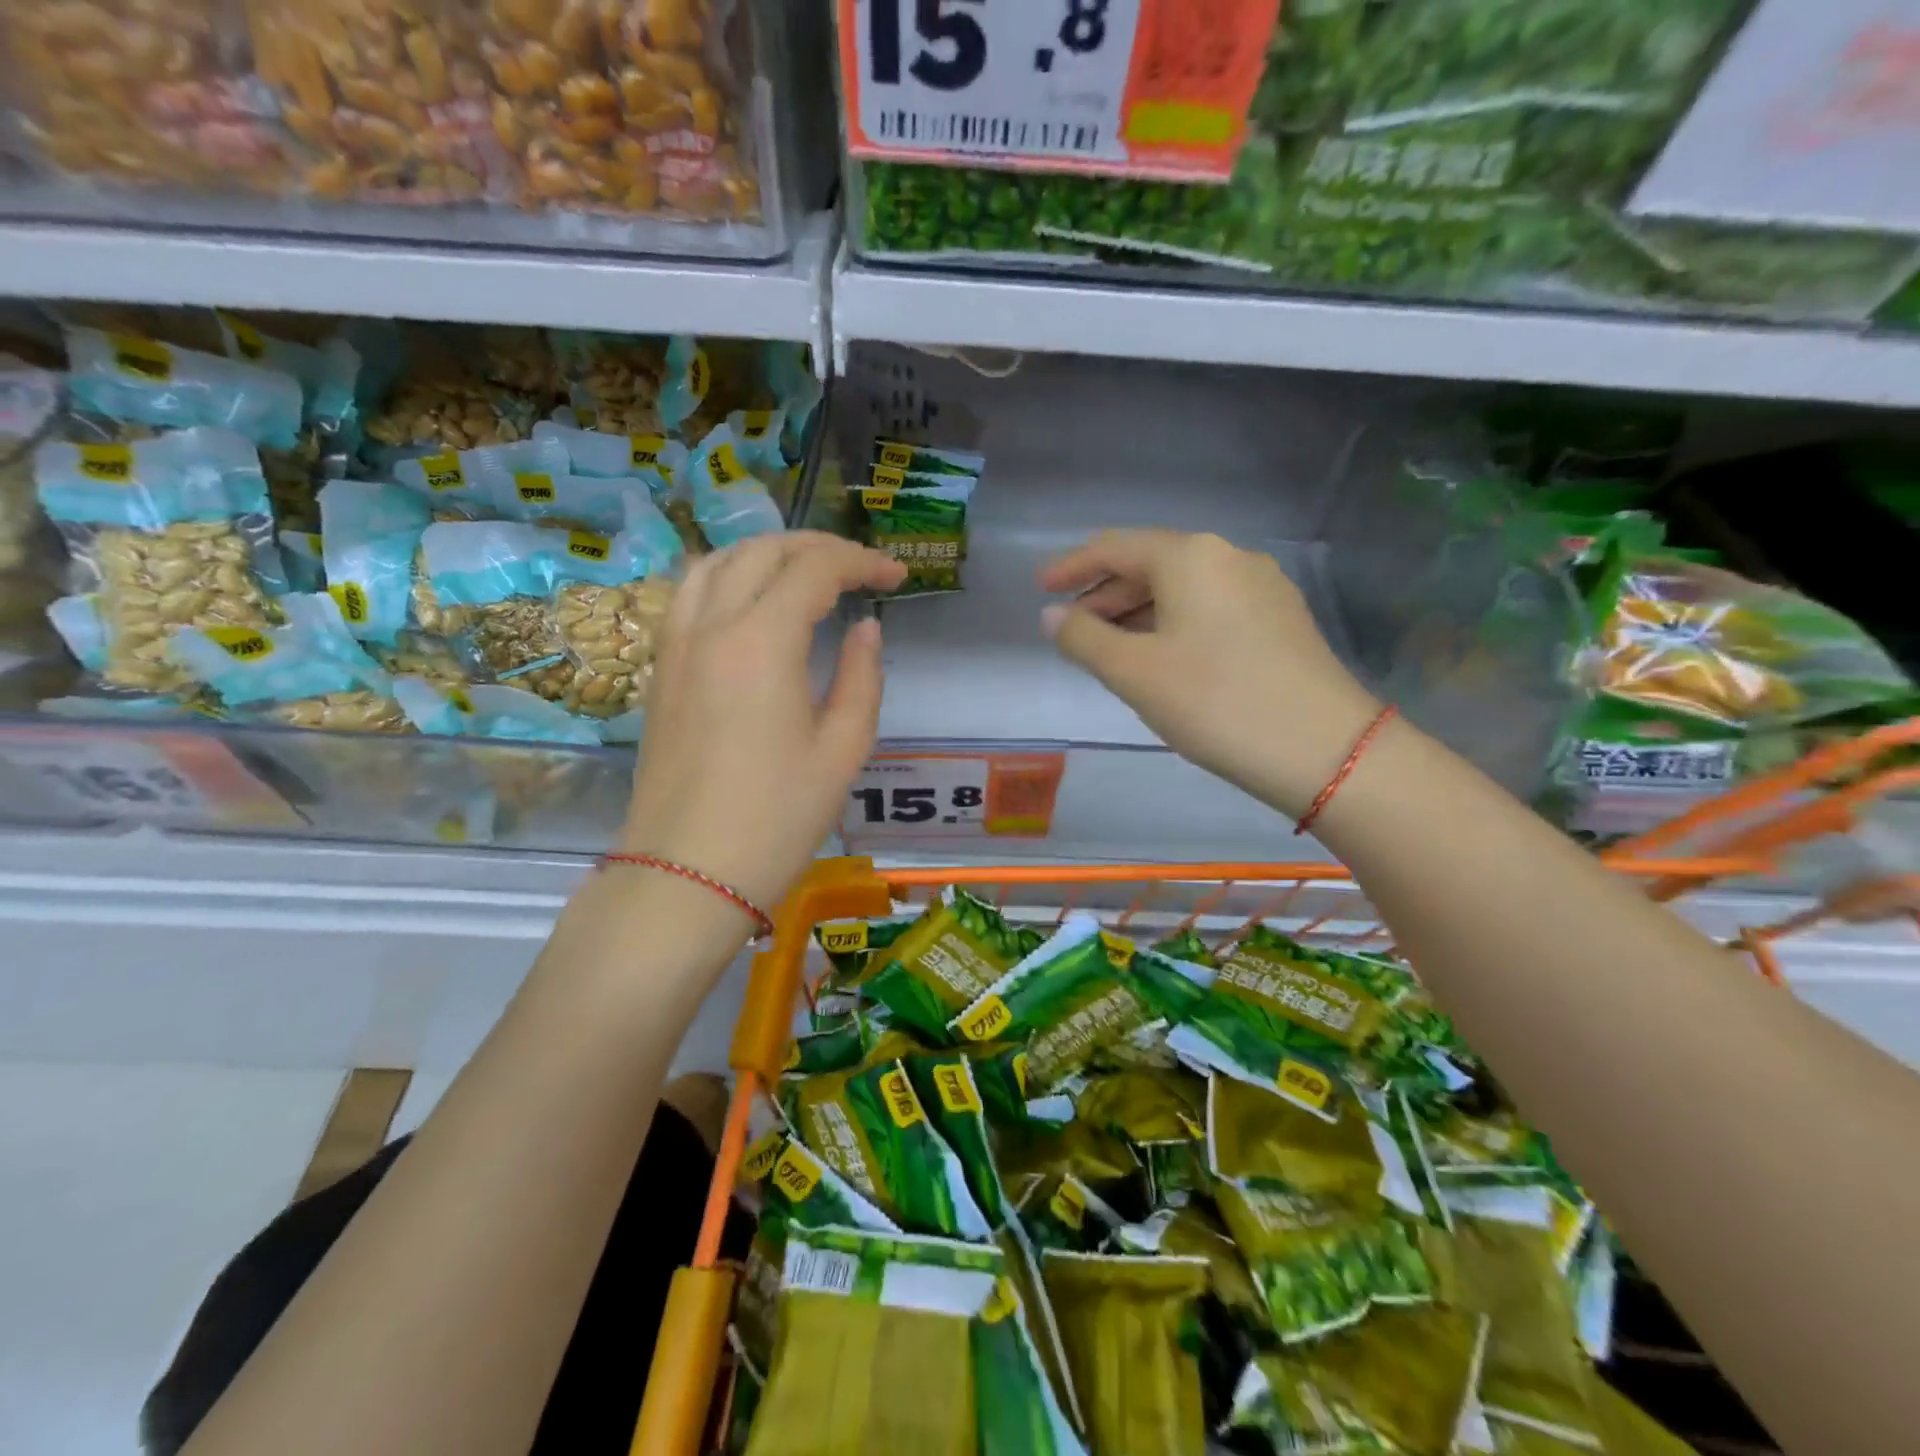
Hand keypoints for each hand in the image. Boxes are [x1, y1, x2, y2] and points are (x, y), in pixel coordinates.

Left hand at [621, 532, 905, 912]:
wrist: (687, 873)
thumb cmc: (777, 817)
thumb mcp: (843, 749)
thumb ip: (862, 677)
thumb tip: (866, 629)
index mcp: (762, 641)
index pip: (815, 569)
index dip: (862, 562)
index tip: (897, 577)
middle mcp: (712, 626)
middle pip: (763, 552)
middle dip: (818, 548)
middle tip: (860, 570)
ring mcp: (676, 645)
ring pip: (717, 562)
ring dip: (767, 554)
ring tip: (805, 574)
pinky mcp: (661, 670)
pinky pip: (691, 595)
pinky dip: (727, 577)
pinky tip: (751, 602)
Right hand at [1039, 530, 1380, 817]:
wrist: (1325, 750)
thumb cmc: (1216, 702)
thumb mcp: (1135, 672)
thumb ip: (1084, 638)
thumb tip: (1052, 616)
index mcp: (1190, 557)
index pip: (1114, 547)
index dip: (1071, 566)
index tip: (1040, 588)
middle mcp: (1229, 557)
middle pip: (1150, 564)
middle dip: (1104, 593)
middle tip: (1069, 628)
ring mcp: (1262, 587)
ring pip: (1181, 589)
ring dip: (1137, 612)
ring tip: (1108, 648)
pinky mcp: (1280, 620)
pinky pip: (1209, 608)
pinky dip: (1172, 624)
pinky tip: (1161, 657)